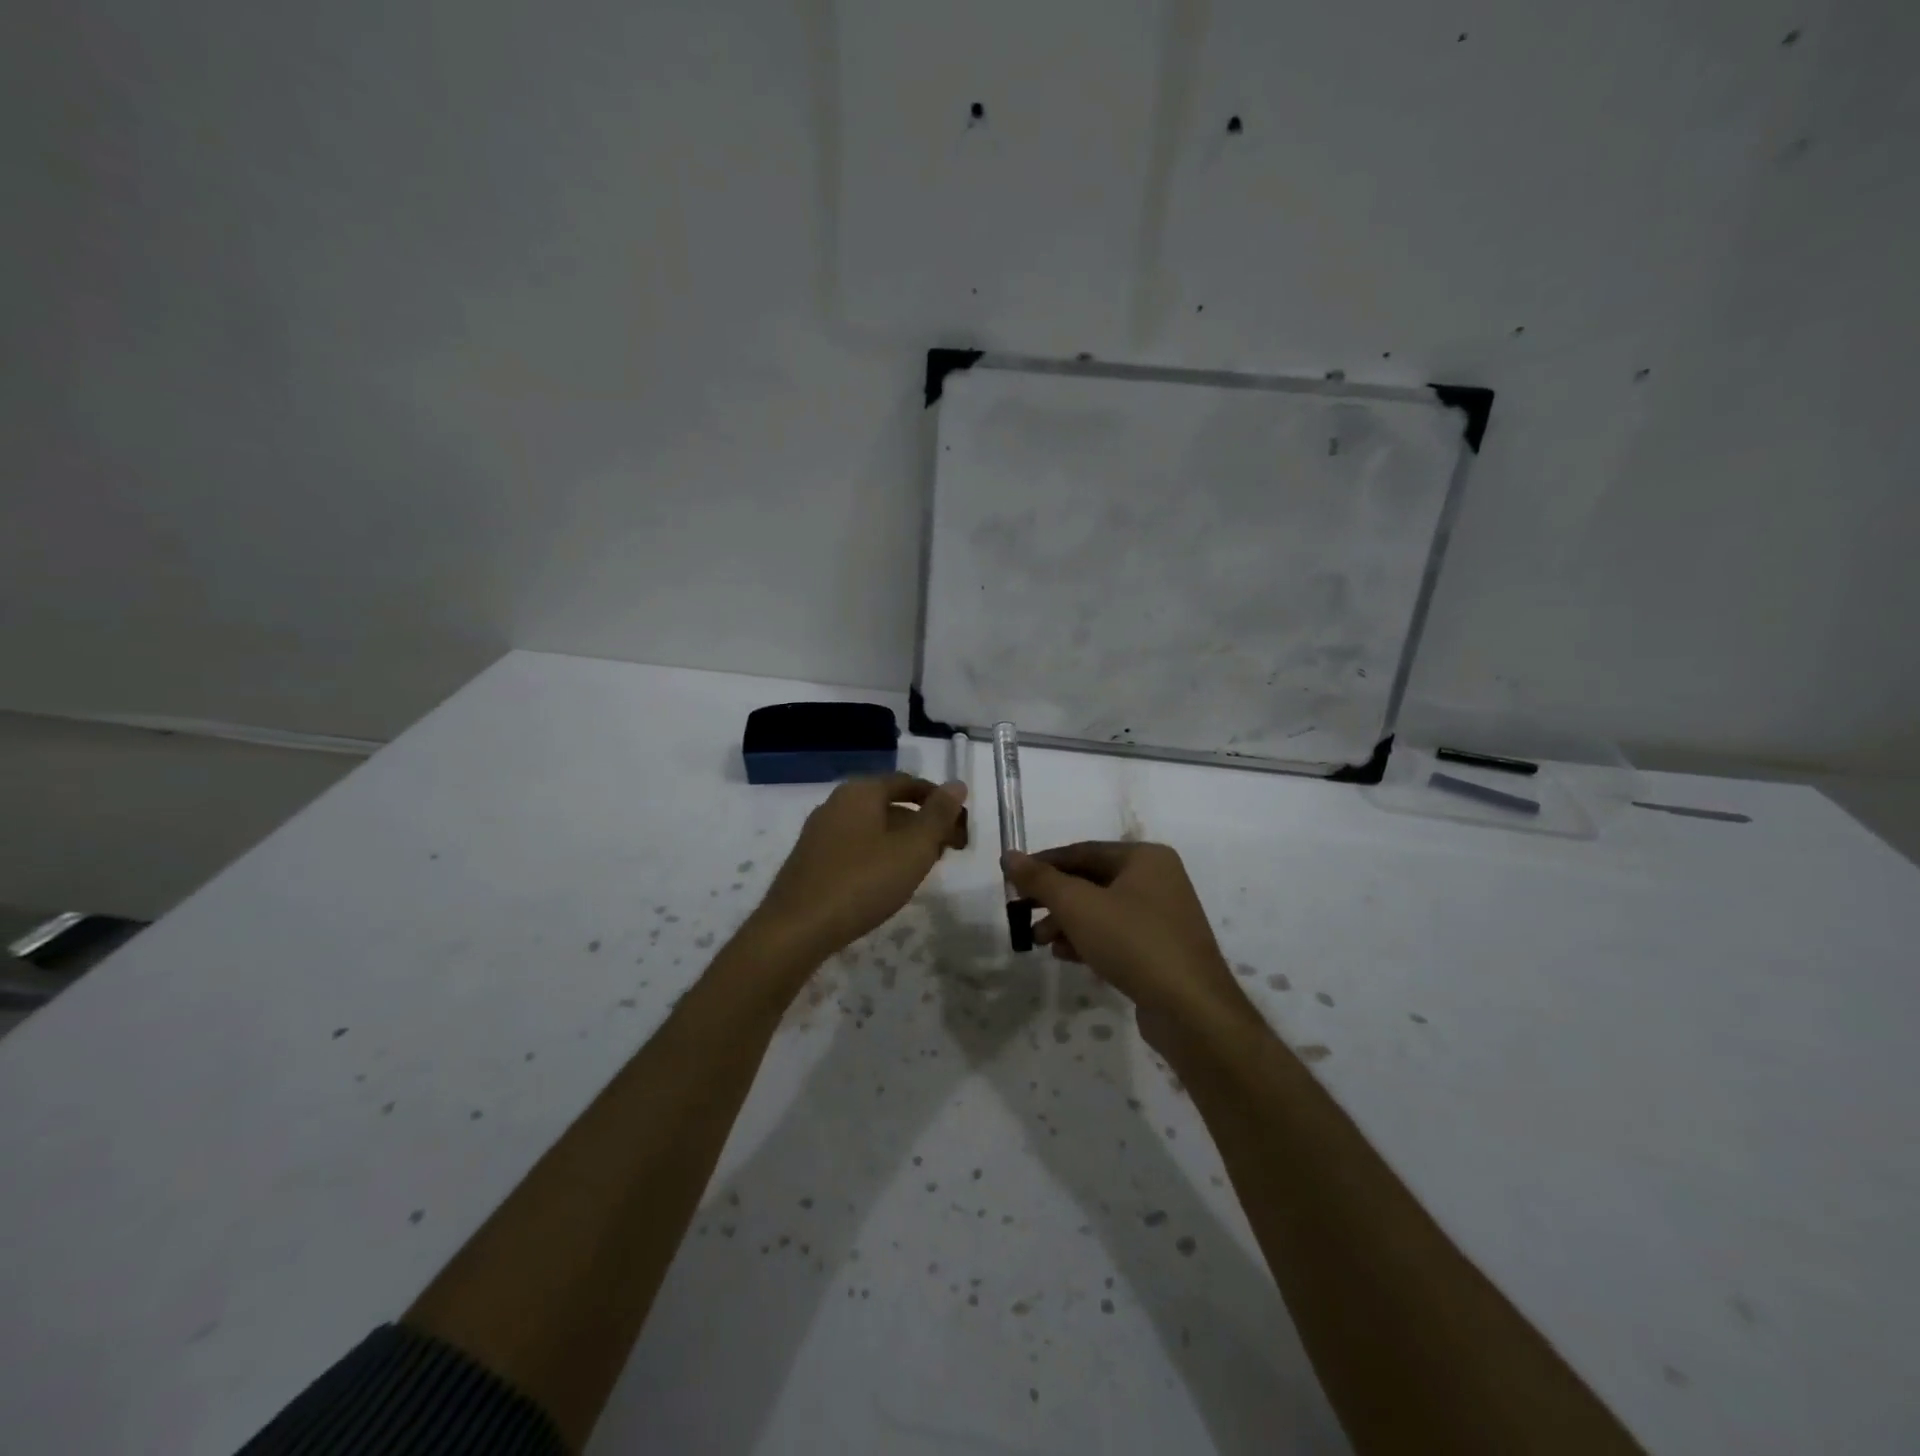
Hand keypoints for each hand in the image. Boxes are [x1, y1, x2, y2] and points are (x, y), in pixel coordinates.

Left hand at [753, 774, 968, 961]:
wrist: (796, 929)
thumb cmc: (862, 882)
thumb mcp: (913, 848)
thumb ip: (938, 815)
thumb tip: (957, 784)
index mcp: (861, 791)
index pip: (908, 783)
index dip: (939, 801)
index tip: (961, 826)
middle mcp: (837, 803)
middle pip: (890, 804)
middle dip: (923, 823)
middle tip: (948, 850)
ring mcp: (820, 832)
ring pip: (873, 826)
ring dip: (903, 840)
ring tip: (923, 868)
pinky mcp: (811, 859)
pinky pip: (855, 845)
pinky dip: (879, 854)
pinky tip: (887, 881)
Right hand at [1003, 842, 1255, 1053]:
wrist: (1191, 1009)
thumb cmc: (1133, 942)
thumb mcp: (1078, 906)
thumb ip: (1041, 879)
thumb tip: (1009, 856)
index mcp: (1144, 858)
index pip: (1083, 851)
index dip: (1044, 864)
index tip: (1013, 879)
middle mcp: (1158, 879)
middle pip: (1092, 881)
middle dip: (1055, 899)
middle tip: (1023, 914)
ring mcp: (1164, 916)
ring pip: (1103, 910)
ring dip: (1068, 922)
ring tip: (1040, 942)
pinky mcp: (1163, 949)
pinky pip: (1118, 935)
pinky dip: (1090, 940)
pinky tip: (1067, 956)